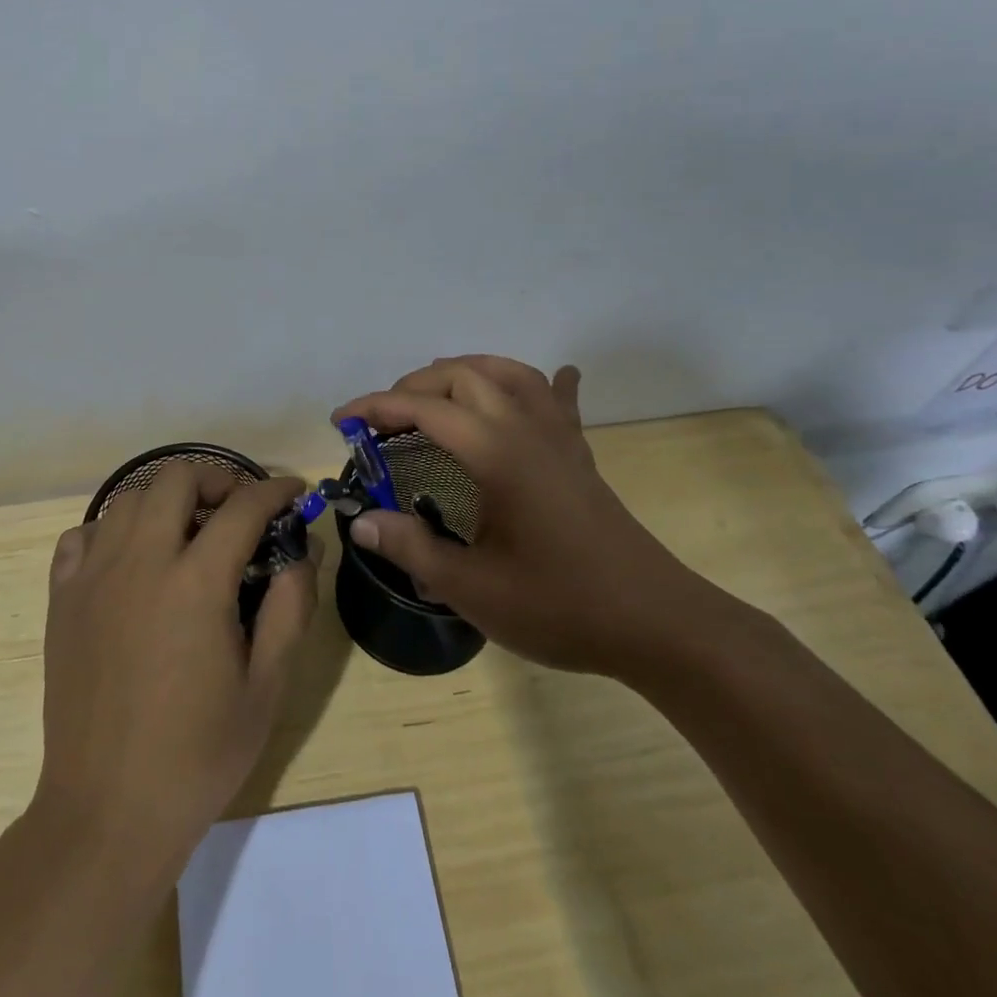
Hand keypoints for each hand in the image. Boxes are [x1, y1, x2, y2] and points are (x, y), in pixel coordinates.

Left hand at [33, 463, 316, 868]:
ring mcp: (92, 577)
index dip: (275, 490)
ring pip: (127, 499)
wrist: (107, 810)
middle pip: (175, 478)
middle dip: (216, 478)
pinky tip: (130, 561)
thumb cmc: (197, 755)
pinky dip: (111, 531)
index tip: (292, 490)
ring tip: (186, 533)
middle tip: (237, 508)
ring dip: (164, 501)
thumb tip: (304, 552)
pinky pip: (82, 536)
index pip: (242, 507)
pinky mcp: (61, 599)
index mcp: (195, 584)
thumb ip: (290, 609)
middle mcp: (140, 562)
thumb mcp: (266, 688)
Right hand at [332, 355, 716, 677]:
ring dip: (465, 372)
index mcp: (495, 452)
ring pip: (510, 373)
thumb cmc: (559, 605)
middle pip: (463, 375)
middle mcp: (525, 429)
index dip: (375, 407)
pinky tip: (549, 380)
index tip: (341, 421)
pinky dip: (539, 383)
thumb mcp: (471, 587)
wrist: (656, 624)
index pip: (424, 408)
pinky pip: (556, 400)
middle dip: (415, 386)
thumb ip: (411, 547)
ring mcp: (558, 438)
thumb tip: (362, 522)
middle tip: (383, 421)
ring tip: (436, 396)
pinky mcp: (579, 455)